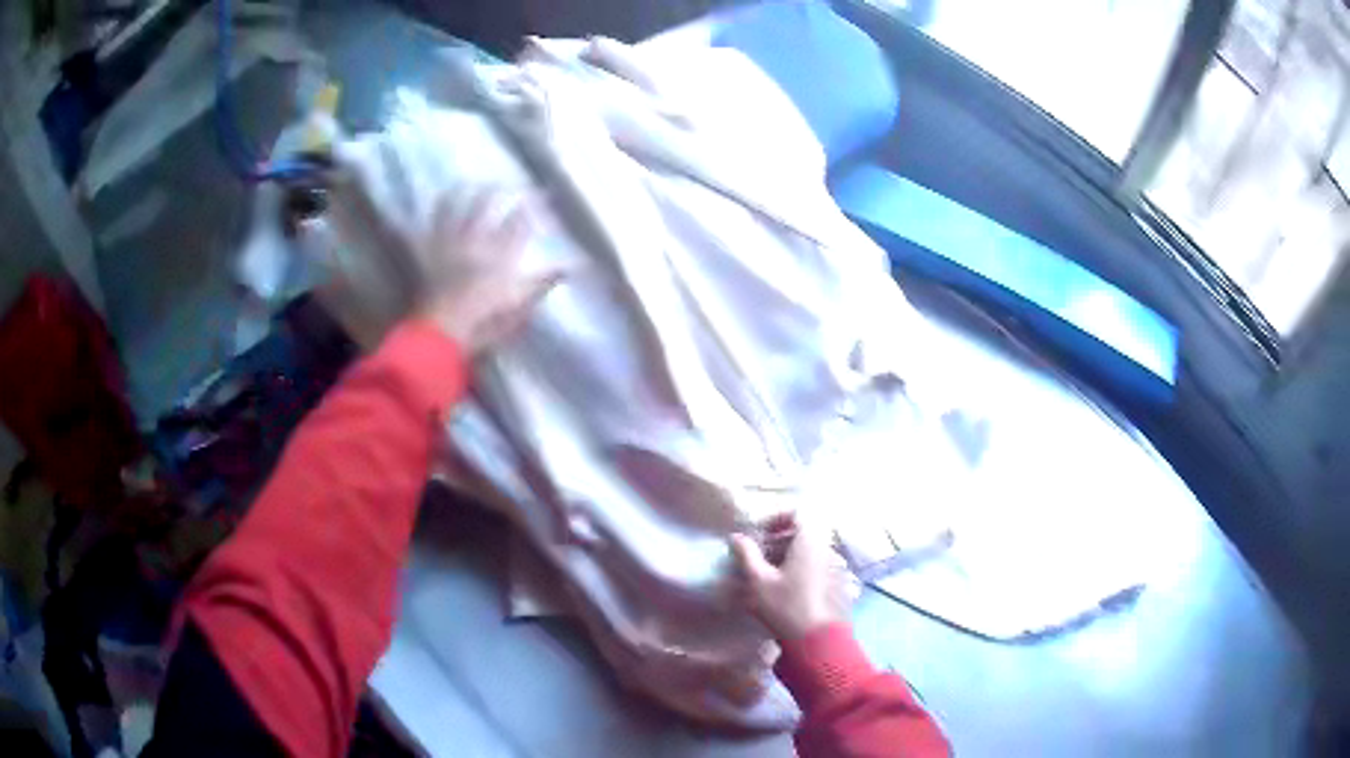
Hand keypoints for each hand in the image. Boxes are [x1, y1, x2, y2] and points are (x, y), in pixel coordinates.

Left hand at [418, 190, 562, 353]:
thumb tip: (570, 267)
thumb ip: (541, 285)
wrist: (442, 332)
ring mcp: (448, 246)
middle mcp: (474, 241)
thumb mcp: (521, 309)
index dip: (530, 205)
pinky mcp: (428, 257)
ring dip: (458, 196)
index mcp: (500, 255)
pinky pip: (426, 231)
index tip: (541, 192)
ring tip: (462, 185)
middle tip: (502, 182)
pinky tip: (428, 208)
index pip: (518, 222)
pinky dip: (427, 218)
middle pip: (484, 206)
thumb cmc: (485, 325)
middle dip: (495, 191)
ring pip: (452, 211)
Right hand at [730, 514, 850, 641]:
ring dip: (787, 555)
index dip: (776, 518)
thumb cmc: (786, 606)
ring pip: (809, 550)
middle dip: (778, 539)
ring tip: (767, 574)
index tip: (758, 534)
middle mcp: (826, 548)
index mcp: (810, 541)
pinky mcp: (837, 583)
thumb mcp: (758, 580)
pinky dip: (799, 568)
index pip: (798, 512)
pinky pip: (817, 565)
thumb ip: (746, 554)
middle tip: (757, 555)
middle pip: (803, 531)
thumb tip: (736, 536)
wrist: (818, 640)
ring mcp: (834, 566)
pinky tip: (784, 589)